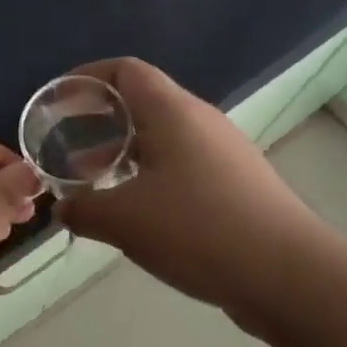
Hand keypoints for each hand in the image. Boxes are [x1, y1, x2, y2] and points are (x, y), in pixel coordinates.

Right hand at [55, 58, 317, 317]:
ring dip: (125, 155)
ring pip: (164, 140)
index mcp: (173, 111)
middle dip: (101, 122)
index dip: (88, 77)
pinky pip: (183, 167)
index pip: (125, 71)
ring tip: (95, 184)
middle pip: (144, 103)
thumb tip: (62, 209)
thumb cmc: (198, 229)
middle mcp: (201, 121)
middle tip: (68, 146)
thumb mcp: (124, 220)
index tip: (58, 100)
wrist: (288, 275)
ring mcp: (224, 154)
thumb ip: (83, 209)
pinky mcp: (238, 185)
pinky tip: (138, 215)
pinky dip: (151, 179)